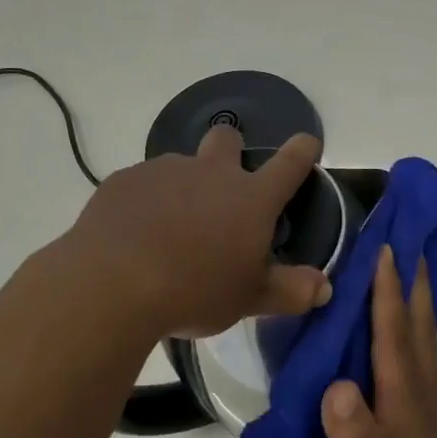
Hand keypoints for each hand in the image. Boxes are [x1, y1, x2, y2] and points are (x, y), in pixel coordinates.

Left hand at [65, 125, 330, 338]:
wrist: (112, 285)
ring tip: (169, 231)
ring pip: (180, 165)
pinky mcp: (123, 181)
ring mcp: (163, 171)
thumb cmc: (195, 291)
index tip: (307, 144)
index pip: (290, 163)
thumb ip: (290, 291)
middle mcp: (211, 172)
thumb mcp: (249, 299)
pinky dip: (145, 203)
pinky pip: (142, 184)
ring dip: (183, 187)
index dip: (303, 150)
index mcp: (250, 198)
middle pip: (227, 138)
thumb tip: (324, 287)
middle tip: (222, 190)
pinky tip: (133, 236)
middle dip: (230, 150)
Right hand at [321, 246, 436, 437]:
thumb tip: (339, 385)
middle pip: (418, 331)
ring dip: (416, 304)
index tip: (386, 249)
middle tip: (406, 241)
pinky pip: (420, 366)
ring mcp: (434, 416)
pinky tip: (402, 337)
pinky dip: (412, 336)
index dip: (388, 294)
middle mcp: (426, 402)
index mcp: (408, 411)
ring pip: (423, 345)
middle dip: (412, 283)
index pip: (395, 340)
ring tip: (405, 273)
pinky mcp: (433, 430)